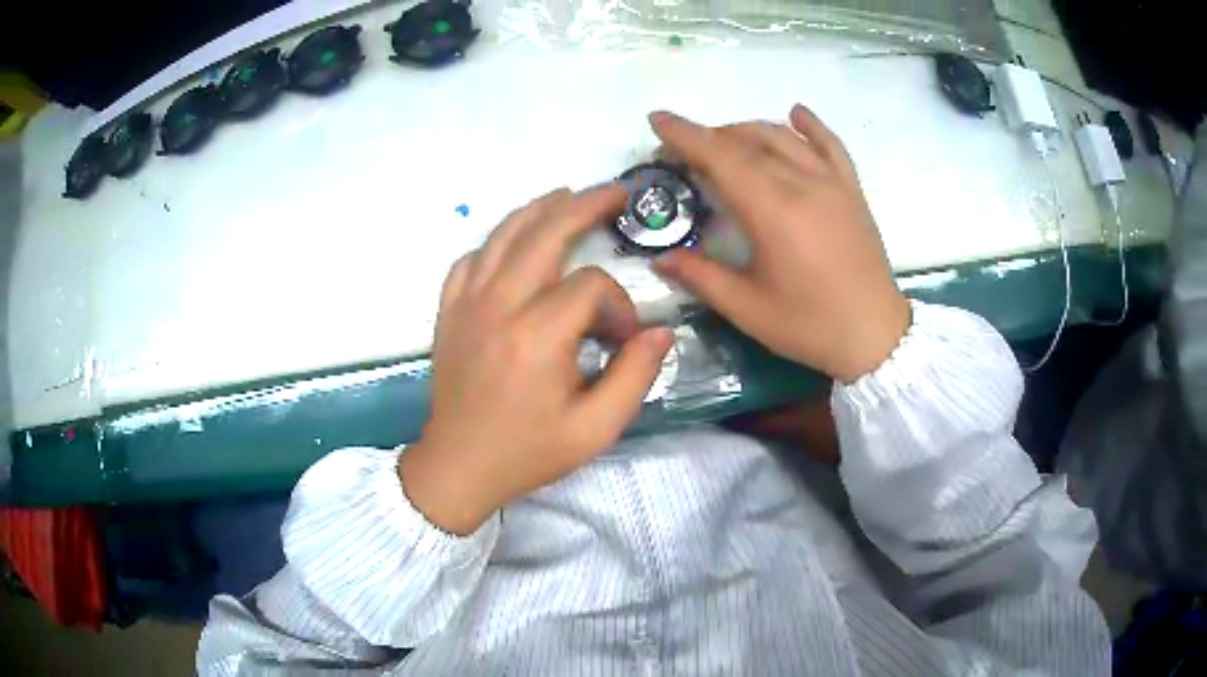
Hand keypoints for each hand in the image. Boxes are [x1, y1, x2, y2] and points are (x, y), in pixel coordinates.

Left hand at [400, 186, 673, 534]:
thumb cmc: (528, 452)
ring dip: (539, 209)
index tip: (624, 337)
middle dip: (584, 206)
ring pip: (503, 235)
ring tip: (567, 195)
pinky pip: (470, 258)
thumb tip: (659, 331)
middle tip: (614, 192)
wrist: (459, 466)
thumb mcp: (594, 430)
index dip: (619, 303)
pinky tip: (512, 244)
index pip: (590, 286)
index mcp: (537, 336)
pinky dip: (495, 242)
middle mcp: (499, 306)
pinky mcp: (448, 311)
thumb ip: (634, 377)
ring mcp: (466, 304)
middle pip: (544, 233)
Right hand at [650, 106, 910, 382]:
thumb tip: (659, 259)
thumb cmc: (810, 325)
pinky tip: (794, 113)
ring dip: (747, 129)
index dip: (685, 135)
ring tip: (723, 139)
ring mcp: (831, 183)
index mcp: (772, 210)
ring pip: (783, 137)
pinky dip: (810, 125)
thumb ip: (701, 277)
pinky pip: (830, 145)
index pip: (720, 157)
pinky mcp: (852, 190)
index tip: (658, 119)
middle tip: (682, 150)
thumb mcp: (748, 309)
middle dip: (708, 137)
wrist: (875, 335)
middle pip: (747, 142)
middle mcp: (801, 184)